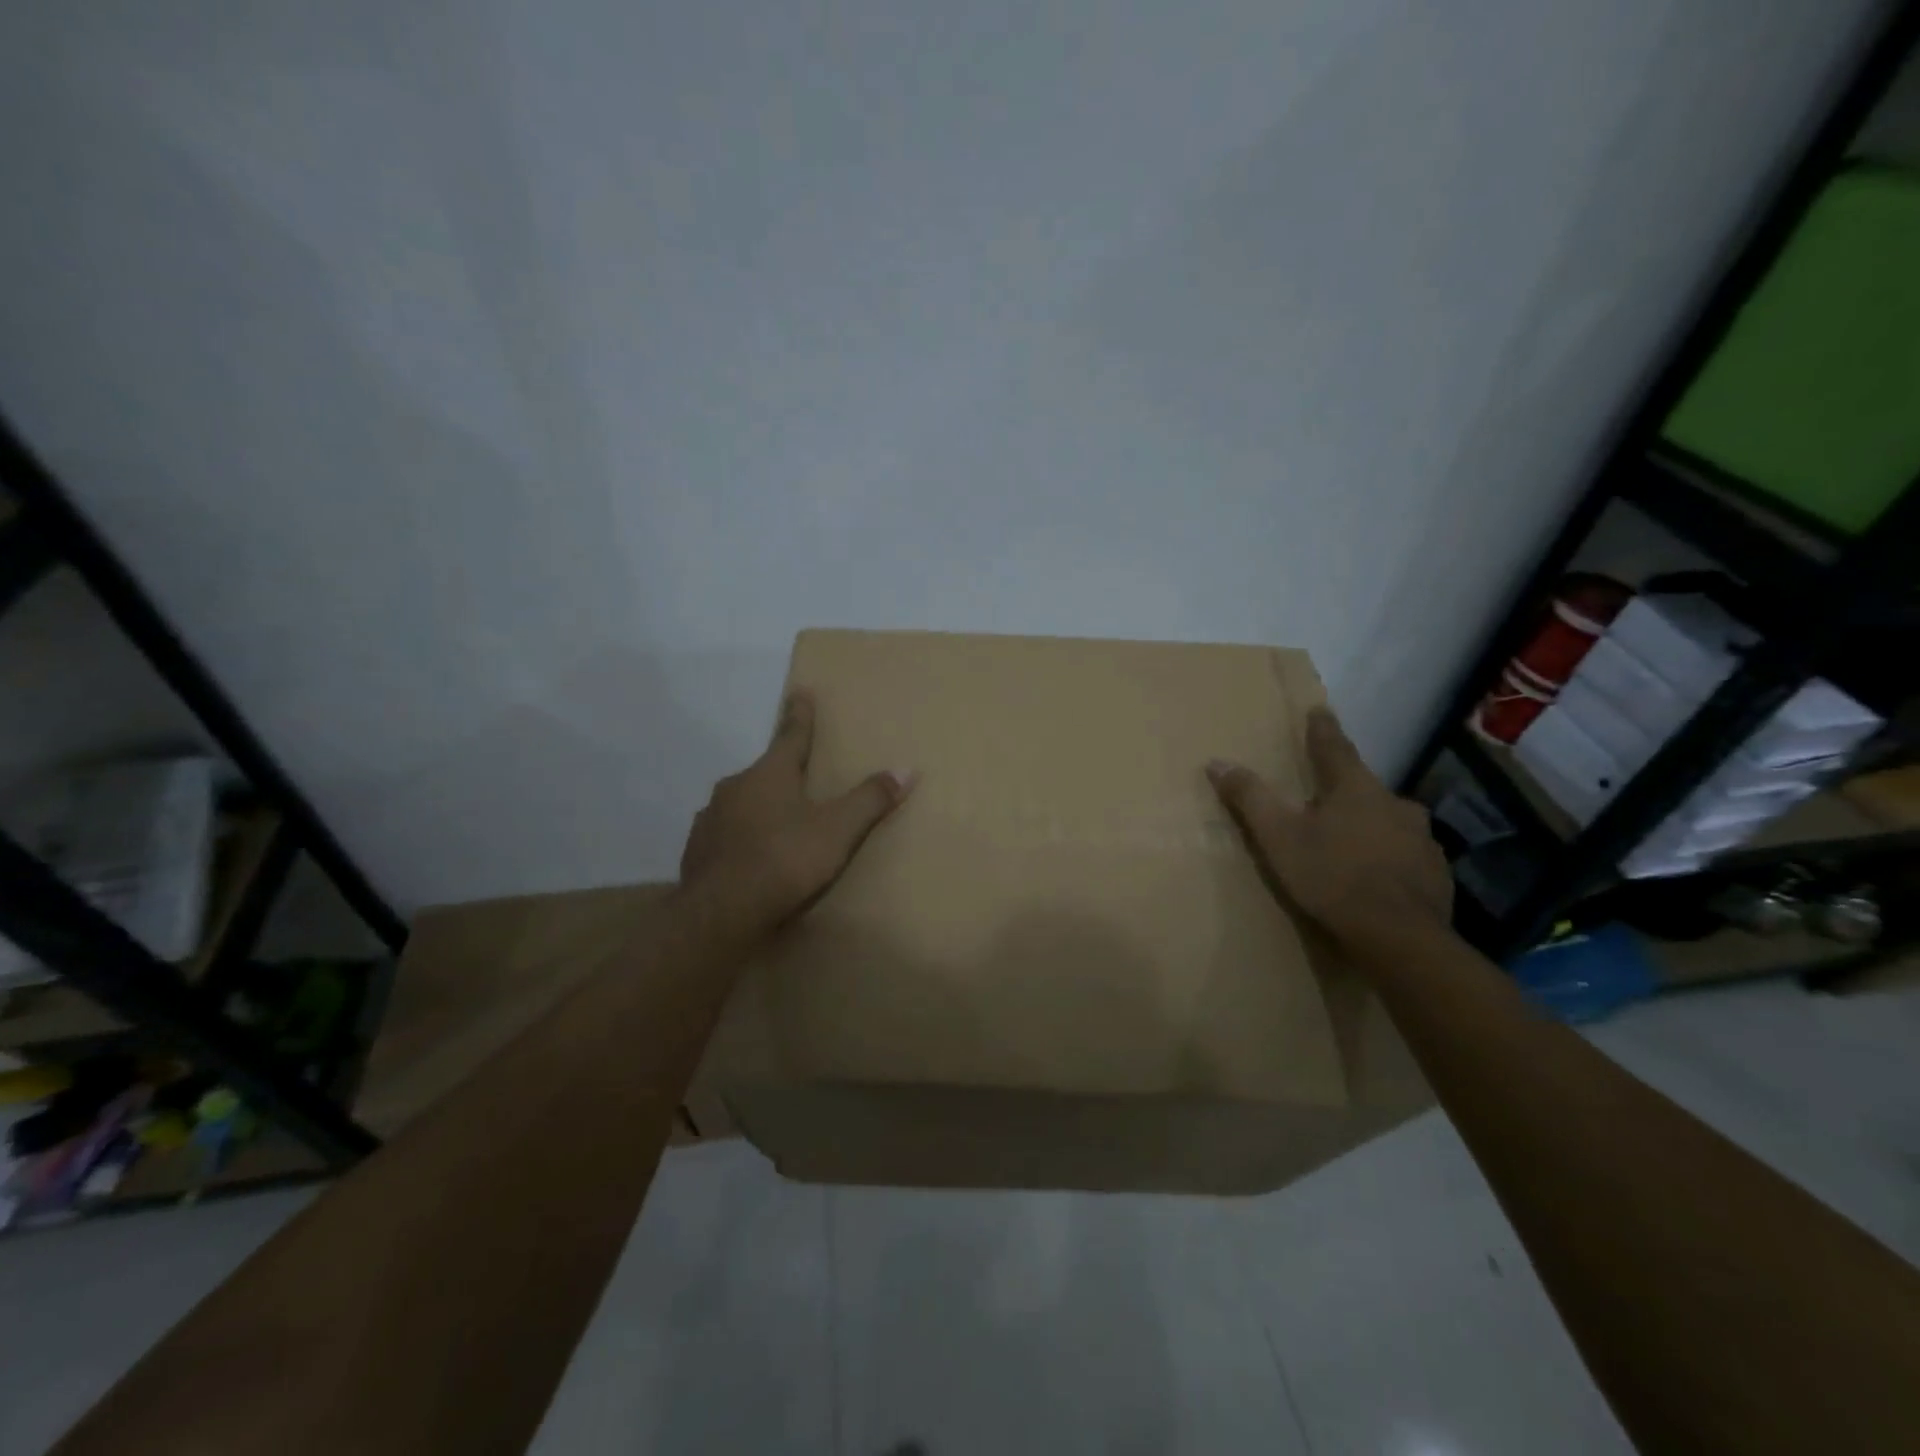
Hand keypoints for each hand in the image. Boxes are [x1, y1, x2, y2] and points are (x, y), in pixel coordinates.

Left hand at [680, 691, 914, 926]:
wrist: (720, 912)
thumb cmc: (785, 861)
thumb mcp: (838, 831)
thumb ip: (870, 800)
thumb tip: (907, 768)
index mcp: (770, 774)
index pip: (791, 735)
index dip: (800, 715)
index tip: (800, 691)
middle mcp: (736, 786)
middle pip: (765, 771)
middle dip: (782, 772)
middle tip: (798, 778)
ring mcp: (710, 817)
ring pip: (741, 802)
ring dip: (759, 806)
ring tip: (776, 824)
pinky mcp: (697, 848)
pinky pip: (725, 833)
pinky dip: (740, 837)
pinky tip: (749, 855)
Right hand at [1207, 707, 1451, 949]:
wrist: (1399, 938)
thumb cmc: (1331, 878)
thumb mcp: (1278, 837)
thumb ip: (1250, 798)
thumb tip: (1217, 761)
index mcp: (1355, 789)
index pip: (1335, 747)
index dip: (1322, 729)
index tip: (1318, 710)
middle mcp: (1395, 804)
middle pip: (1363, 787)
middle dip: (1344, 790)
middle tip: (1325, 798)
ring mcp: (1422, 839)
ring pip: (1389, 821)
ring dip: (1369, 824)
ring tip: (1350, 842)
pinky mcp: (1436, 872)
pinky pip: (1406, 854)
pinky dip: (1388, 857)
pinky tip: (1376, 876)